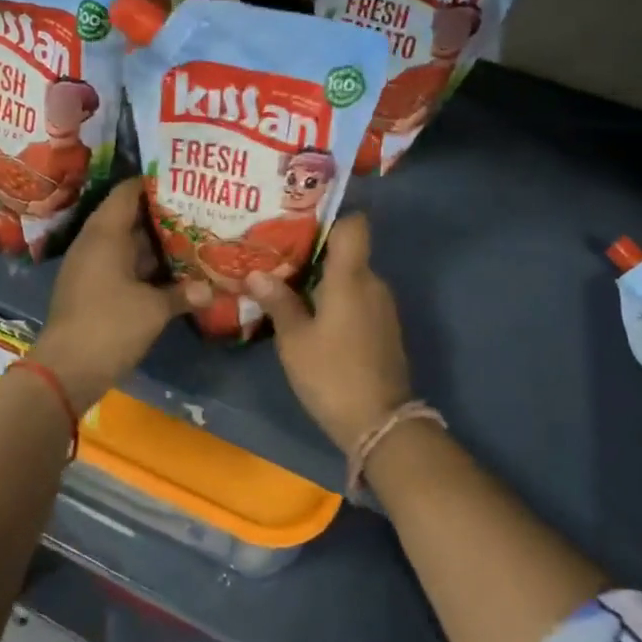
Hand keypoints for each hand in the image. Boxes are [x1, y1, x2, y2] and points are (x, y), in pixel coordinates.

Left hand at [36, 180, 208, 408]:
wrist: (66, 371)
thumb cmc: (109, 326)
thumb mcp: (154, 308)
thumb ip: (183, 293)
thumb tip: (211, 289)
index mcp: (105, 234)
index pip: (128, 192)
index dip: (155, 182)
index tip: (186, 179)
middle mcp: (96, 244)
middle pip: (131, 217)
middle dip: (164, 214)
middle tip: (200, 208)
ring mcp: (93, 268)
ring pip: (130, 244)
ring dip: (158, 243)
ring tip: (196, 234)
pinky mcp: (95, 290)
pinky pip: (125, 266)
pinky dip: (148, 266)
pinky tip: (177, 271)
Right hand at [242, 213, 412, 451]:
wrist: (380, 423)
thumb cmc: (332, 374)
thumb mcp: (295, 341)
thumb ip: (278, 302)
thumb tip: (256, 273)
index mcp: (351, 277)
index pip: (354, 225)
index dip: (330, 218)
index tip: (298, 225)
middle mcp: (373, 283)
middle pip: (347, 252)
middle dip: (314, 254)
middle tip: (277, 259)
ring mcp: (383, 307)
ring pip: (352, 278)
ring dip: (324, 281)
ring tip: (287, 288)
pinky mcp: (384, 328)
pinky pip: (359, 300)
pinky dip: (337, 301)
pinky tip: (311, 317)